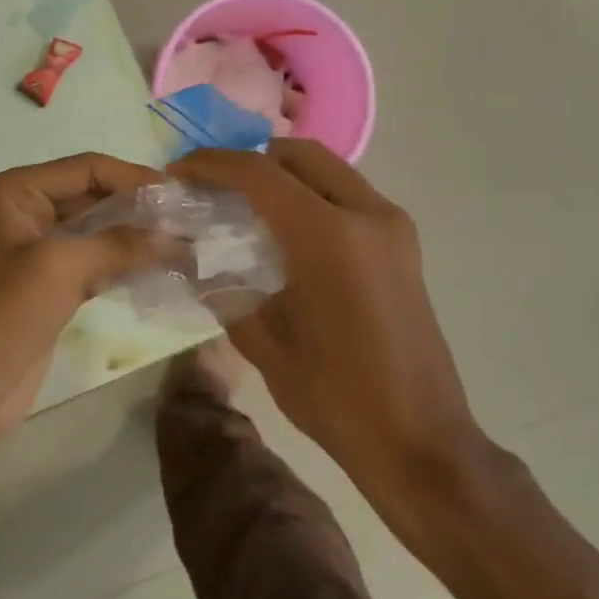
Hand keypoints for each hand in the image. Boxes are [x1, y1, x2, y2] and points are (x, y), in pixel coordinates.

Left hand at [0, 153, 162, 440]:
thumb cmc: (6, 312)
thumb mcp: (62, 267)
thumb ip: (120, 244)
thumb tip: (175, 235)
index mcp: (16, 191)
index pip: (86, 169)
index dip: (133, 177)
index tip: (180, 194)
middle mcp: (25, 210)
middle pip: (93, 195)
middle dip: (138, 207)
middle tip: (190, 220)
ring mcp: (37, 248)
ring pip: (97, 229)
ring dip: (136, 236)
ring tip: (185, 243)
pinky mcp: (50, 283)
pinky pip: (94, 260)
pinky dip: (124, 262)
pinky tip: (161, 267)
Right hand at [171, 140, 488, 524]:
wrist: (420, 443)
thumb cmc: (335, 397)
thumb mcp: (262, 342)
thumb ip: (220, 287)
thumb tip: (186, 255)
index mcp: (329, 236)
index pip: (259, 173)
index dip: (212, 164)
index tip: (178, 172)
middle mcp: (367, 215)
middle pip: (299, 155)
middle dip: (249, 160)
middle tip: (213, 185)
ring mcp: (392, 226)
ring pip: (327, 170)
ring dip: (282, 175)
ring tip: (243, 204)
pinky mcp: (403, 244)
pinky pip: (347, 194)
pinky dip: (309, 194)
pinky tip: (283, 230)